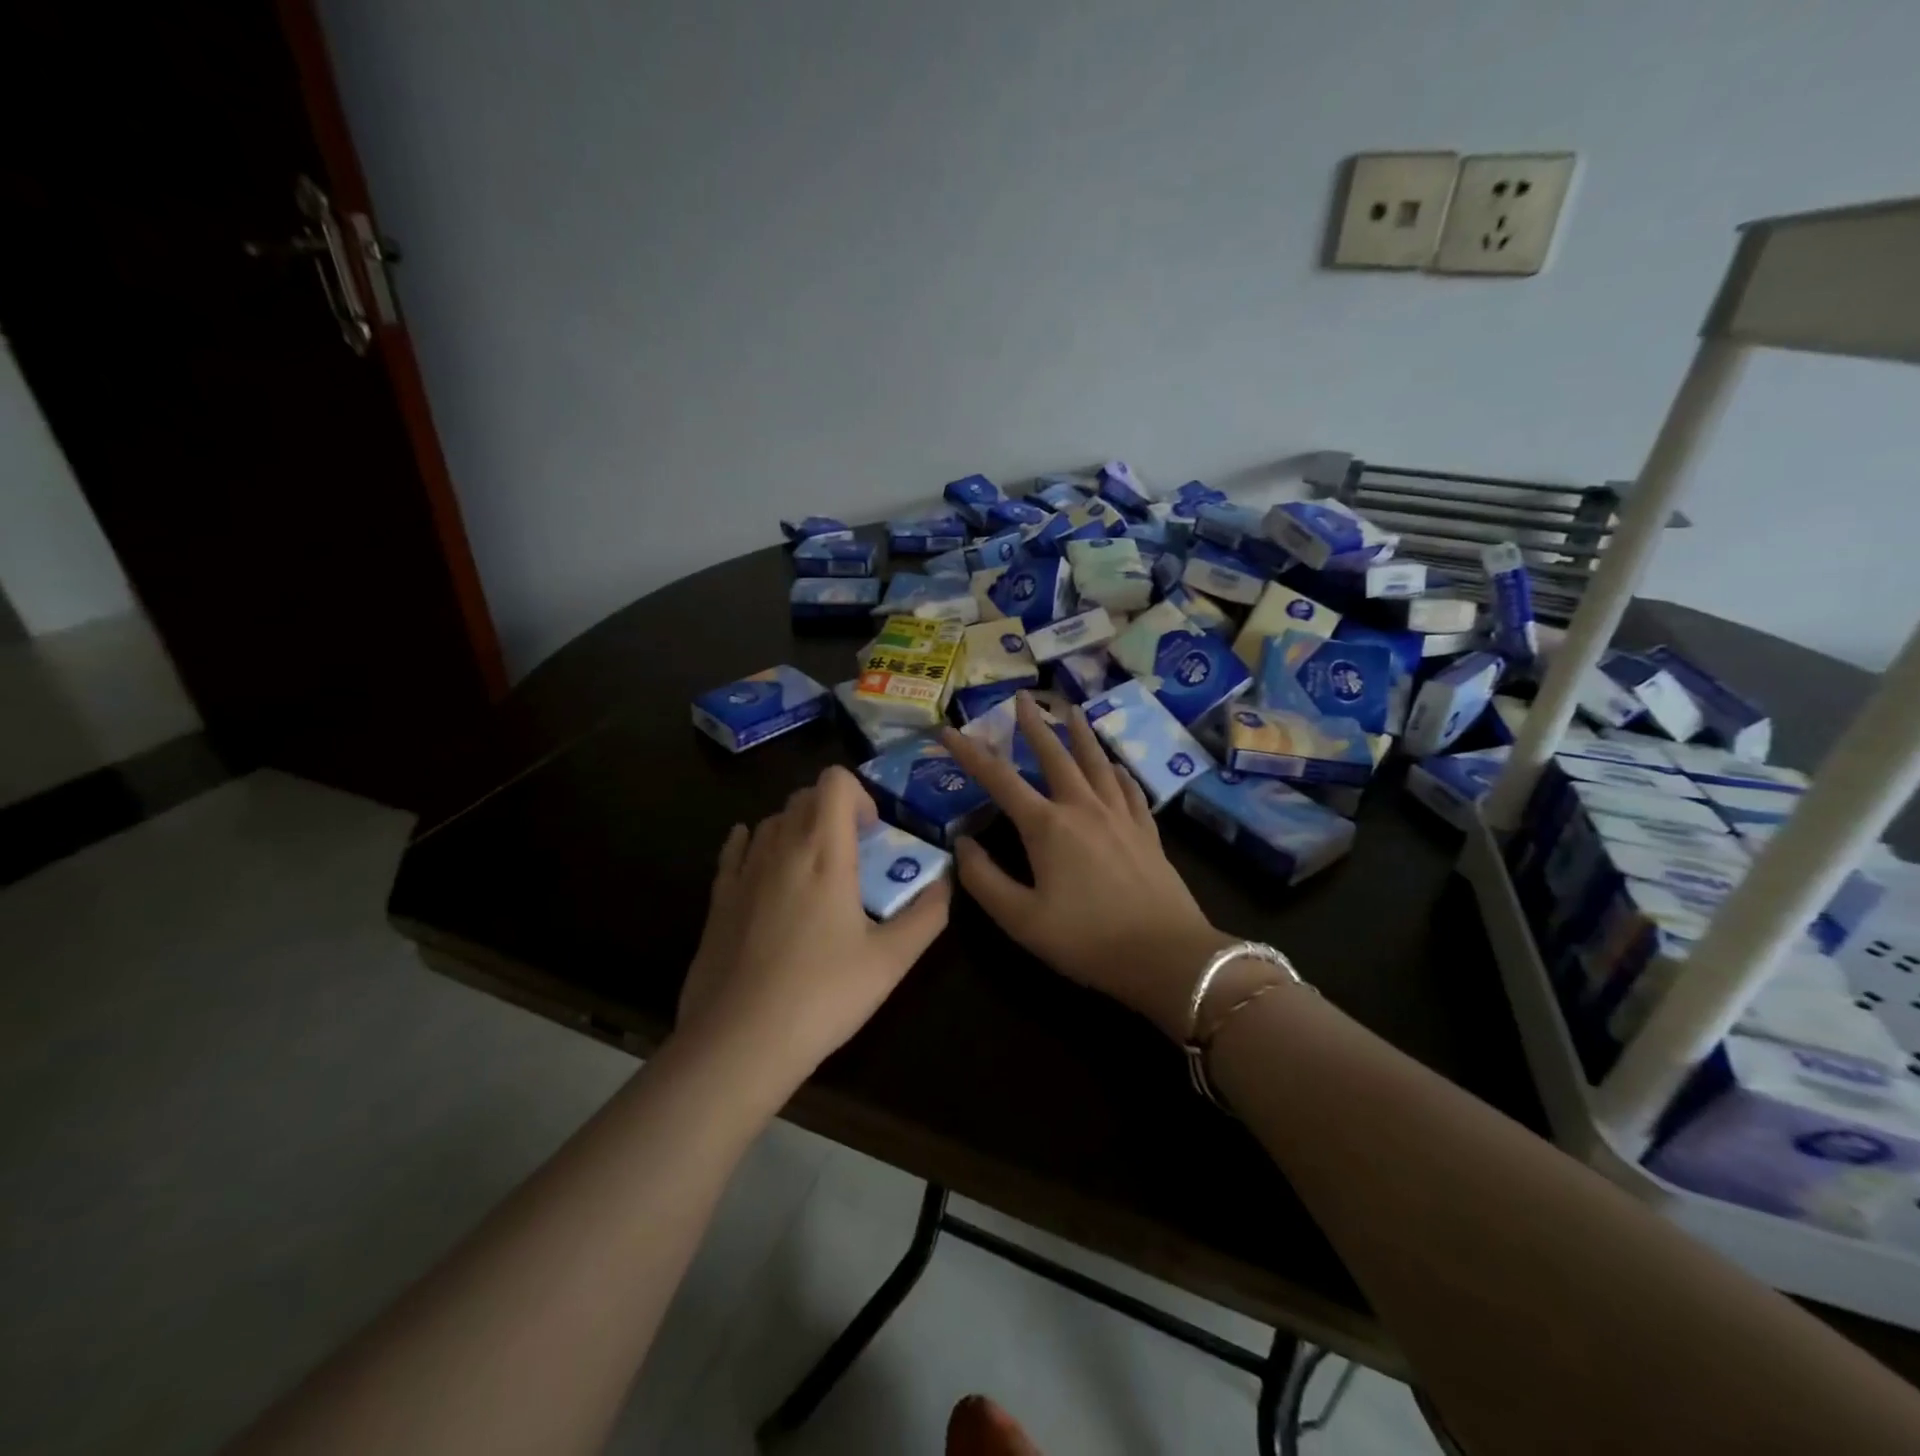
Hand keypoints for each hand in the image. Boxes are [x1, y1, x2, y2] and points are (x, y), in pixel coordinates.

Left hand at [678, 765, 950, 1095]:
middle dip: (833, 811)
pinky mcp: (718, 898)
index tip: (873, 834)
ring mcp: (744, 871)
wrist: (739, 1041)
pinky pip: (736, 849)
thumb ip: (927, 915)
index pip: (834, 782)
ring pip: (772, 820)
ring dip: (799, 828)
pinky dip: (755, 842)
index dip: (859, 795)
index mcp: (824, 853)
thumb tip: (946, 883)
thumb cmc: (822, 996)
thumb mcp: (891, 961)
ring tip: (815, 870)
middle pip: (804, 796)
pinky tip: (765, 863)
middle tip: (854, 853)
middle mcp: (781, 848)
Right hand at [940, 693, 1233, 1040]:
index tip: (948, 731)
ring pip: (1097, 763)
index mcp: (1047, 826)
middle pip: (1055, 755)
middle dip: (1034, 725)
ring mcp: (1120, 816)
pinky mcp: (1147, 832)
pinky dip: (1117, 772)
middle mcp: (1083, 808)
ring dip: (1081, 734)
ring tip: (1072, 710)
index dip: (969, 753)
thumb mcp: (1021, 920)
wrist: (1167, 957)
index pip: (999, 779)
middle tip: (1022, 698)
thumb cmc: (1087, 940)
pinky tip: (1115, 766)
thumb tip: (963, 845)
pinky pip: (1129, 789)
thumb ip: (984, 881)